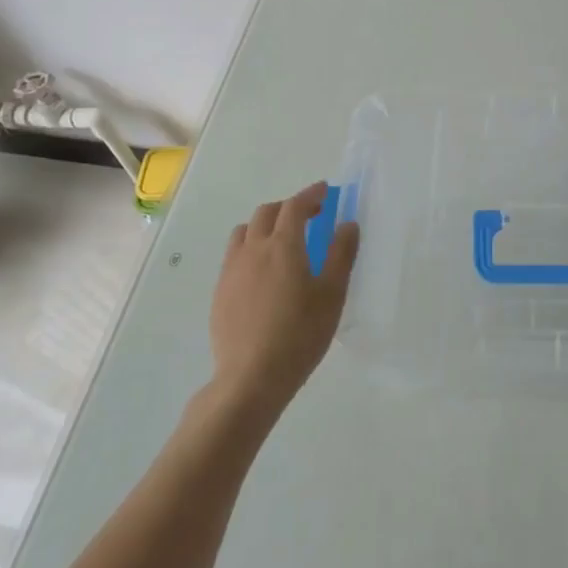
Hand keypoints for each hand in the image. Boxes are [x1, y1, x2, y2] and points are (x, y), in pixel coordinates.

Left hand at [208, 182, 358, 418]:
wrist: (251, 376)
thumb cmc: (300, 334)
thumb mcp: (332, 294)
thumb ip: (341, 254)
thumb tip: (347, 224)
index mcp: (282, 246)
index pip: (295, 207)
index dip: (311, 195)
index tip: (325, 191)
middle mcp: (252, 250)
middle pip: (266, 213)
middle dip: (288, 207)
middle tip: (309, 215)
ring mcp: (231, 271)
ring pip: (245, 232)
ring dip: (265, 225)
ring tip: (282, 240)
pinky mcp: (220, 292)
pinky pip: (234, 256)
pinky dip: (251, 249)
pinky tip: (263, 273)